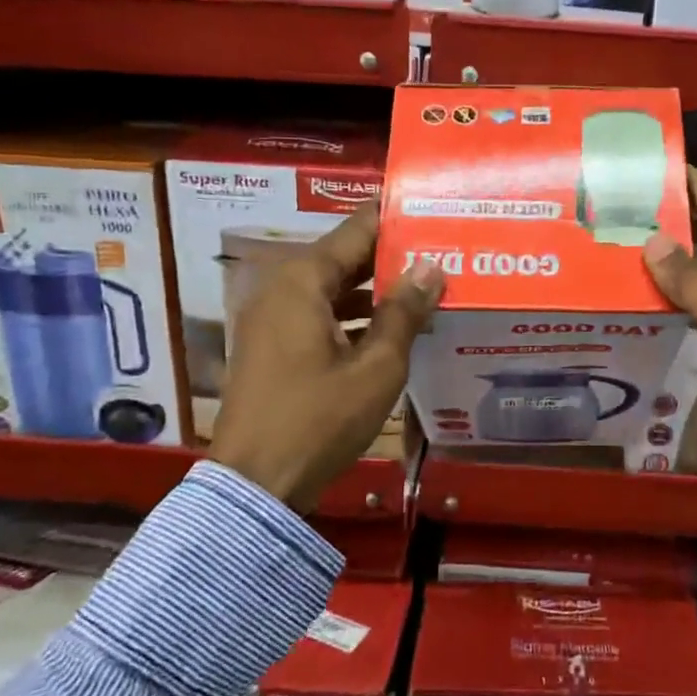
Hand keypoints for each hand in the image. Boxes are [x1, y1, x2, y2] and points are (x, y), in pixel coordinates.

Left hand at [209, 205, 443, 512]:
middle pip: (345, 257)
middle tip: (442, 250)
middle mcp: (282, 288)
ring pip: (334, 288)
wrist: (255, 484)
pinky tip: (394, 327)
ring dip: (376, 289)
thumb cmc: (319, 420)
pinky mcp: (273, 346)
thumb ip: (404, 313)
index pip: (357, 230)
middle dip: (392, 255)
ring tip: (428, 287)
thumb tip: (431, 267)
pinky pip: (320, 314)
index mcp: (303, 281)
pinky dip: (354, 315)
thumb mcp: (376, 368)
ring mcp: (272, 318)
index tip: (434, 210)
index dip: (395, 219)